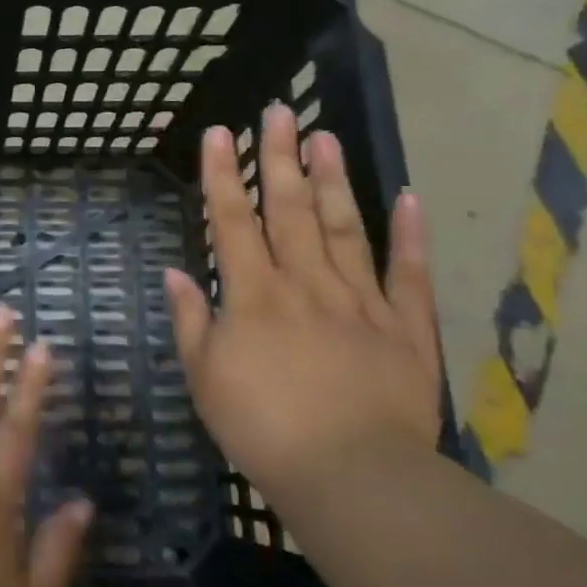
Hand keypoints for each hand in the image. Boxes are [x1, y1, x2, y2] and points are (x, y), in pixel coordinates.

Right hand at [163, 104, 441, 508]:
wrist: (351, 476)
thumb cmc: (263, 429)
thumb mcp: (205, 379)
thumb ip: (191, 321)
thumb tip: (176, 273)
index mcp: (254, 295)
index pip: (233, 220)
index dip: (223, 174)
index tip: (219, 133)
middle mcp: (306, 283)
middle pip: (291, 209)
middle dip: (279, 157)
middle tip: (278, 110)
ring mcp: (360, 300)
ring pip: (345, 226)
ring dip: (333, 178)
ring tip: (325, 135)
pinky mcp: (406, 326)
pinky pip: (408, 272)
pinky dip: (410, 233)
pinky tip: (408, 196)